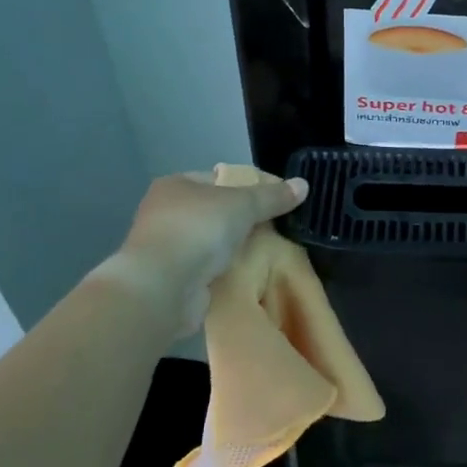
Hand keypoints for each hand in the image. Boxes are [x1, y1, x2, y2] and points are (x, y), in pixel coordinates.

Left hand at [102, 169, 308, 332]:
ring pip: (211, 242)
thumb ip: (272, 197)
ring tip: (268, 252)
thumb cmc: (198, 230)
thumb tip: (303, 185)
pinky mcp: (172, 278)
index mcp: (175, 185)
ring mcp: (166, 247)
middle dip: (243, 220)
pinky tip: (247, 274)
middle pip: (214, 211)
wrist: (162, 287)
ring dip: (233, 248)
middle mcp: (165, 212)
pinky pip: (206, 269)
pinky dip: (223, 271)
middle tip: (276, 228)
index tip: (275, 201)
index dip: (247, 187)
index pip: (218, 179)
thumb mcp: (242, 205)